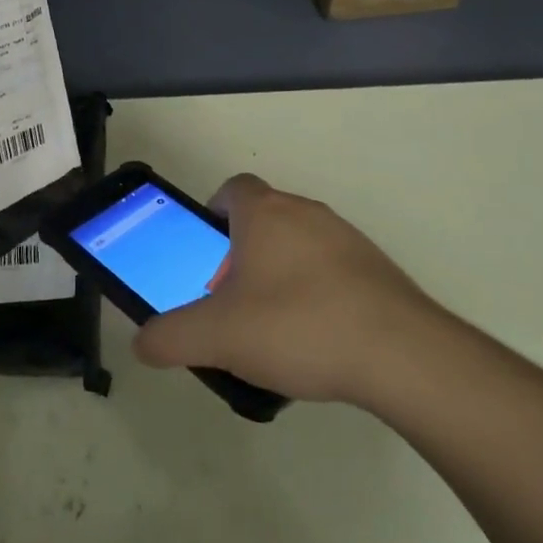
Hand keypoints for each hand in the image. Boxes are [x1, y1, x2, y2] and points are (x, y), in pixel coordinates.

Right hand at [133, 174, 437, 405]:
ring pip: (299, 244)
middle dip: (241, 252)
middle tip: (232, 299)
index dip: (213, 212)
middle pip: (263, 218)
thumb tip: (142, 343)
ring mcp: (346, 238)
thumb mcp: (218, 337)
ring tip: (273, 326)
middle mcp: (305, 212)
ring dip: (280, 272)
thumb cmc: (297, 326)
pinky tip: (317, 338)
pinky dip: (317, 291)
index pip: (232, 188)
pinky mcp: (377, 269)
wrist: (401, 354)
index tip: (207, 250)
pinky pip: (332, 269)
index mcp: (264, 214)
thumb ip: (171, 337)